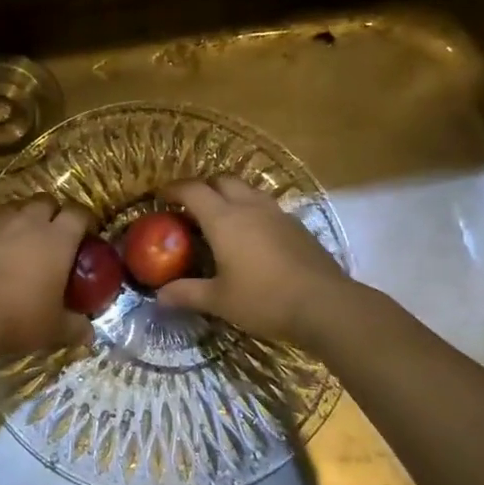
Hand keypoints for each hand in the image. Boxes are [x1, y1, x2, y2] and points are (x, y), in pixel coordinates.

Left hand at [0, 198, 95, 361]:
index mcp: (58, 239)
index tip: (87, 236)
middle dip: (53, 213)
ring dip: (25, 218)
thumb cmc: (20, 317)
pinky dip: (0, 233)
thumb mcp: (55, 329)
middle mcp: (29, 224)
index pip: (79, 213)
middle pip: (47, 201)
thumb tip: (89, 334)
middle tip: (56, 236)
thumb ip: (76, 327)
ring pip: (17, 208)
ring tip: (26, 240)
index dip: (85, 221)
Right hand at [157, 175, 352, 345]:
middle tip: (191, 206)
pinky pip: (267, 207)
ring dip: (230, 196)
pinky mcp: (297, 225)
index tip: (161, 195)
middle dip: (203, 187)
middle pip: (222, 180)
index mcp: (224, 219)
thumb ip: (188, 293)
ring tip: (222, 218)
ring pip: (248, 190)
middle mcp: (249, 207)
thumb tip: (159, 297)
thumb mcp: (220, 300)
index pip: (193, 190)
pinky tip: (253, 236)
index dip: (174, 189)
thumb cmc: (264, 299)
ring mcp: (277, 213)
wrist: (324, 304)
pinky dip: (252, 211)